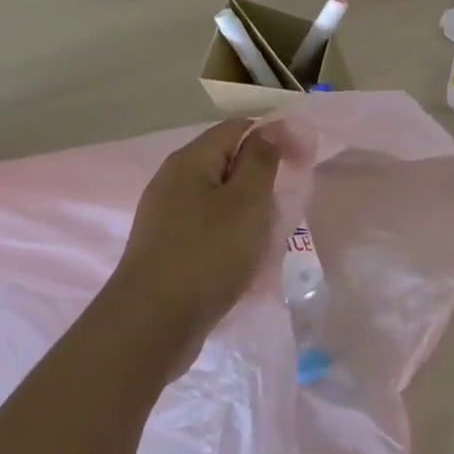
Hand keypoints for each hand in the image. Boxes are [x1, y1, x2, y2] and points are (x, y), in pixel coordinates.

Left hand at [108, 118, 282, 373]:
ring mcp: (166, 216)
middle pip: (227, 162)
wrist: (151, 325)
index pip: (238, 128)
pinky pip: (208, 227)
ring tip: (270, 234)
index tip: (302, 161)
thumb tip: (271, 128)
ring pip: (219, 198)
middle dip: (262, 178)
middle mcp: (173, 180)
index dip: (274, 136)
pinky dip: (231, 235)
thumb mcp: (247, 201)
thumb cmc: (207, 255)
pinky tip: (244, 258)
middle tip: (287, 203)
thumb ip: (262, 160)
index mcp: (191, 160)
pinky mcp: (167, 247)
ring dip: (248, 210)